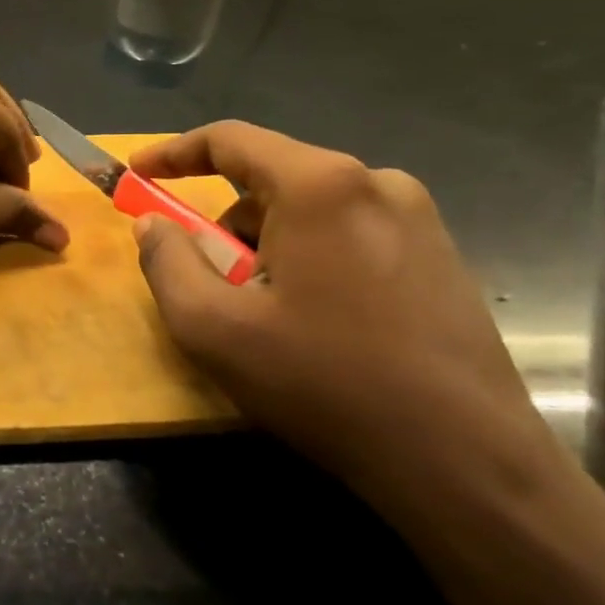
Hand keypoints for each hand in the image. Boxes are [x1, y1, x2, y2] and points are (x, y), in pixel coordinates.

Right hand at [129, 121, 557, 518]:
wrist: (467, 465)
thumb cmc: (325, 383)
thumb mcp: (212, 327)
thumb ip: (165, 261)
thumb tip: (152, 223)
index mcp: (320, 186)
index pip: (231, 139)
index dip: (174, 152)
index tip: (137, 173)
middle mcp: (376, 184)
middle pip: (270, 178)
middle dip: (223, 220)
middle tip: (205, 277)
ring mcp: (419, 220)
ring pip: (310, 209)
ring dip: (266, 244)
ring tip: (261, 312)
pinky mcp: (442, 257)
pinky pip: (348, 233)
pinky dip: (308, 257)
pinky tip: (313, 320)